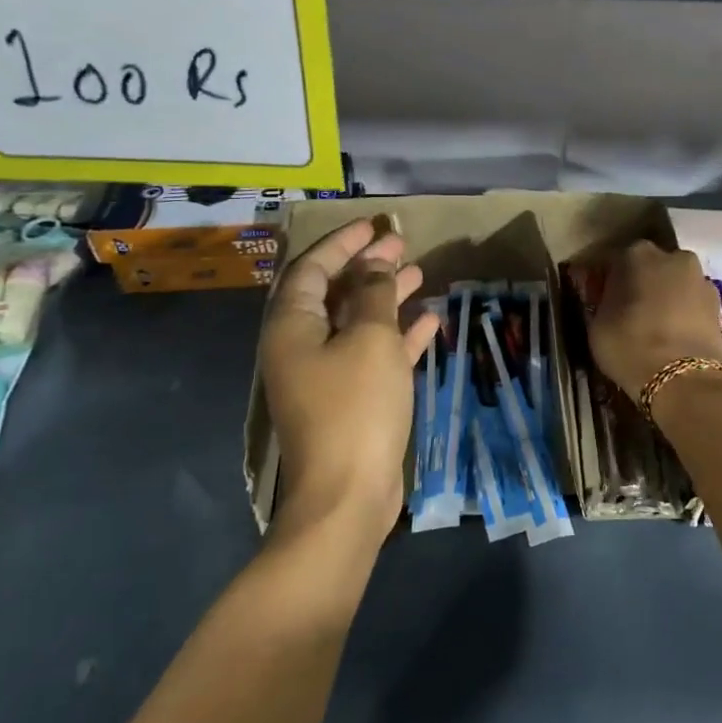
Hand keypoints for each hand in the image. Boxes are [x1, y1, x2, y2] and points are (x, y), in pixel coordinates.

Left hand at [259, 219, 441, 543]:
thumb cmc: (355, 408)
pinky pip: (373, 354)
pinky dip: (398, 336)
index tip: (374, 225)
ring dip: (386, 298)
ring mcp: (326, 375)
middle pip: (334, 293)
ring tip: (420, 274)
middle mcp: (302, 345)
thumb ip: (374, 295)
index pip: (312, 268)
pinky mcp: (351, 400)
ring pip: (357, 323)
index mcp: (292, 326)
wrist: (348, 496)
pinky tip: (430, 320)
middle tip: (402, 246)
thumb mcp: (370, 340)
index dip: (343, 243)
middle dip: (368, 267)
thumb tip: (377, 264)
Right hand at [587, 241, 721, 397]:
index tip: (604, 299)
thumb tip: (612, 300)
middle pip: (653, 267)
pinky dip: (685, 314)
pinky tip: (675, 336)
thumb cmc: (630, 345)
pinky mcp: (720, 305)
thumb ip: (605, 302)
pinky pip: (693, 304)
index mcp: (637, 254)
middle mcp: (673, 256)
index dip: (610, 281)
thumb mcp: (598, 324)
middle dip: (643, 283)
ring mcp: (701, 279)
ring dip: (668, 297)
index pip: (617, 261)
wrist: (684, 379)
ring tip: (656, 327)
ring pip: (676, 284)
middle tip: (631, 311)